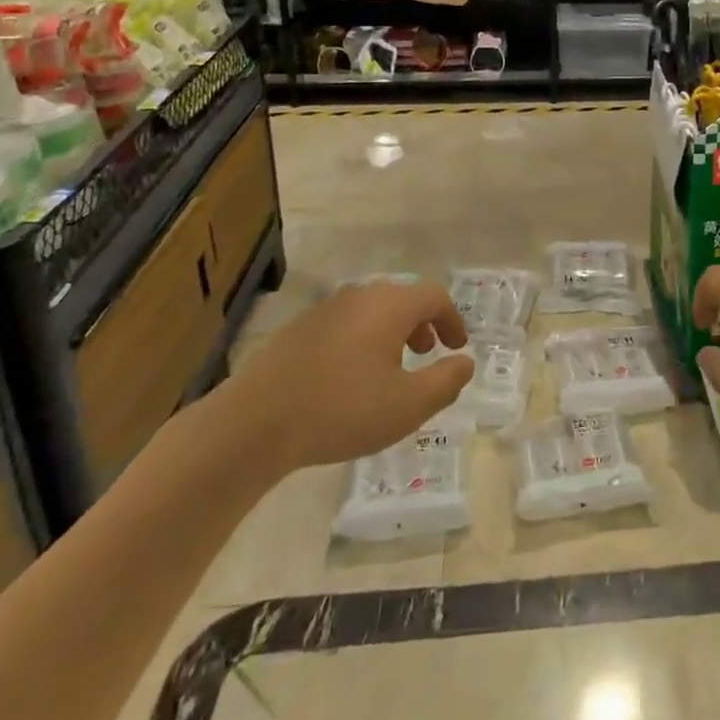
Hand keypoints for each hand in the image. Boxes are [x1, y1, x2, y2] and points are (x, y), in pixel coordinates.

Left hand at [222, 279, 473, 473]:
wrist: (254, 423)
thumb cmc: (341, 410)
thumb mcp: (407, 406)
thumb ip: (445, 382)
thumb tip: (465, 362)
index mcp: (389, 306)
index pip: (434, 296)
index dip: (452, 320)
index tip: (456, 347)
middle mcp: (360, 296)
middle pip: (402, 298)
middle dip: (422, 324)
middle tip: (427, 353)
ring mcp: (325, 309)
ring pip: (372, 310)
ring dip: (392, 332)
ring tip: (391, 368)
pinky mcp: (299, 328)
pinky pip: (345, 323)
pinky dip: (362, 339)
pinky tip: (350, 377)